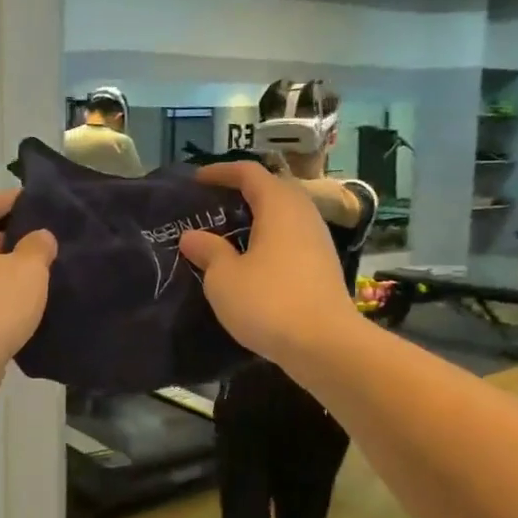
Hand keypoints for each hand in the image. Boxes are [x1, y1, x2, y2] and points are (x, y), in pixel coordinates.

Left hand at [0, 189, 57, 404]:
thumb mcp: (28, 269)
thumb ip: (38, 247)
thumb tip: (40, 237)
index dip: (13, 200)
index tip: (41, 204)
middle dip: (14, 236)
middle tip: (49, 239)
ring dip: (8, 268)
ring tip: (45, 269)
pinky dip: (0, 293)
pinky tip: (29, 300)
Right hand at [179, 161, 360, 365]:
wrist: (325, 345)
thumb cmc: (269, 302)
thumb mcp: (224, 278)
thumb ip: (208, 251)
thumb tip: (192, 236)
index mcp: (279, 206)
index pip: (249, 173)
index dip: (221, 172)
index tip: (196, 181)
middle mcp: (303, 214)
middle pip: (272, 190)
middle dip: (241, 193)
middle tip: (212, 207)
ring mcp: (318, 241)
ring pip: (284, 216)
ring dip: (257, 219)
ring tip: (228, 234)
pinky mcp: (323, 267)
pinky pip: (292, 239)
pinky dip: (269, 240)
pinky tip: (252, 262)